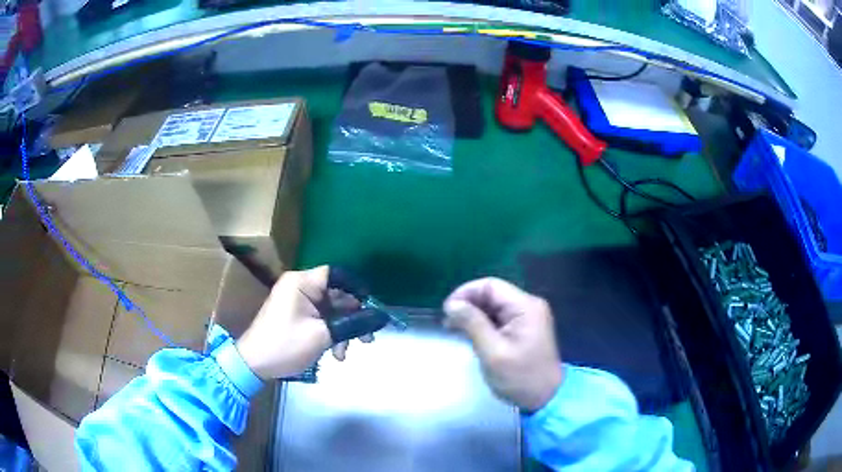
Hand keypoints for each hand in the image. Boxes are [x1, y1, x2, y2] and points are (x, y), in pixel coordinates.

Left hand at [236, 266, 371, 379]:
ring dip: (342, 330)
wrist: (254, 364)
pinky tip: (334, 354)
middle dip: (352, 318)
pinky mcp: (296, 316)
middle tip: (367, 339)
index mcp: (302, 282)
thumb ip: (354, 324)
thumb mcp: (323, 335)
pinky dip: (330, 333)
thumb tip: (381, 317)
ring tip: (345, 354)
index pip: (337, 274)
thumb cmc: (286, 345)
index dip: (358, 288)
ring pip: (331, 310)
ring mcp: (297, 302)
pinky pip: (321, 319)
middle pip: (336, 295)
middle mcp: (300, 287)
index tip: (372, 308)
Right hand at [443, 278, 562, 411]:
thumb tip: (452, 304)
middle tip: (448, 323)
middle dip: (469, 304)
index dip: (466, 293)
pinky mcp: (525, 329)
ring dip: (474, 315)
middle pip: (493, 294)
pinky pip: (501, 318)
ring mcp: (529, 317)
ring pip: (495, 306)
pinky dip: (484, 323)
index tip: (447, 310)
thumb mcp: (493, 352)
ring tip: (455, 329)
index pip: (490, 286)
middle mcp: (529, 306)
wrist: (545, 399)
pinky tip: (471, 334)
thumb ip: (472, 324)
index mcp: (525, 307)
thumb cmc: (520, 377)